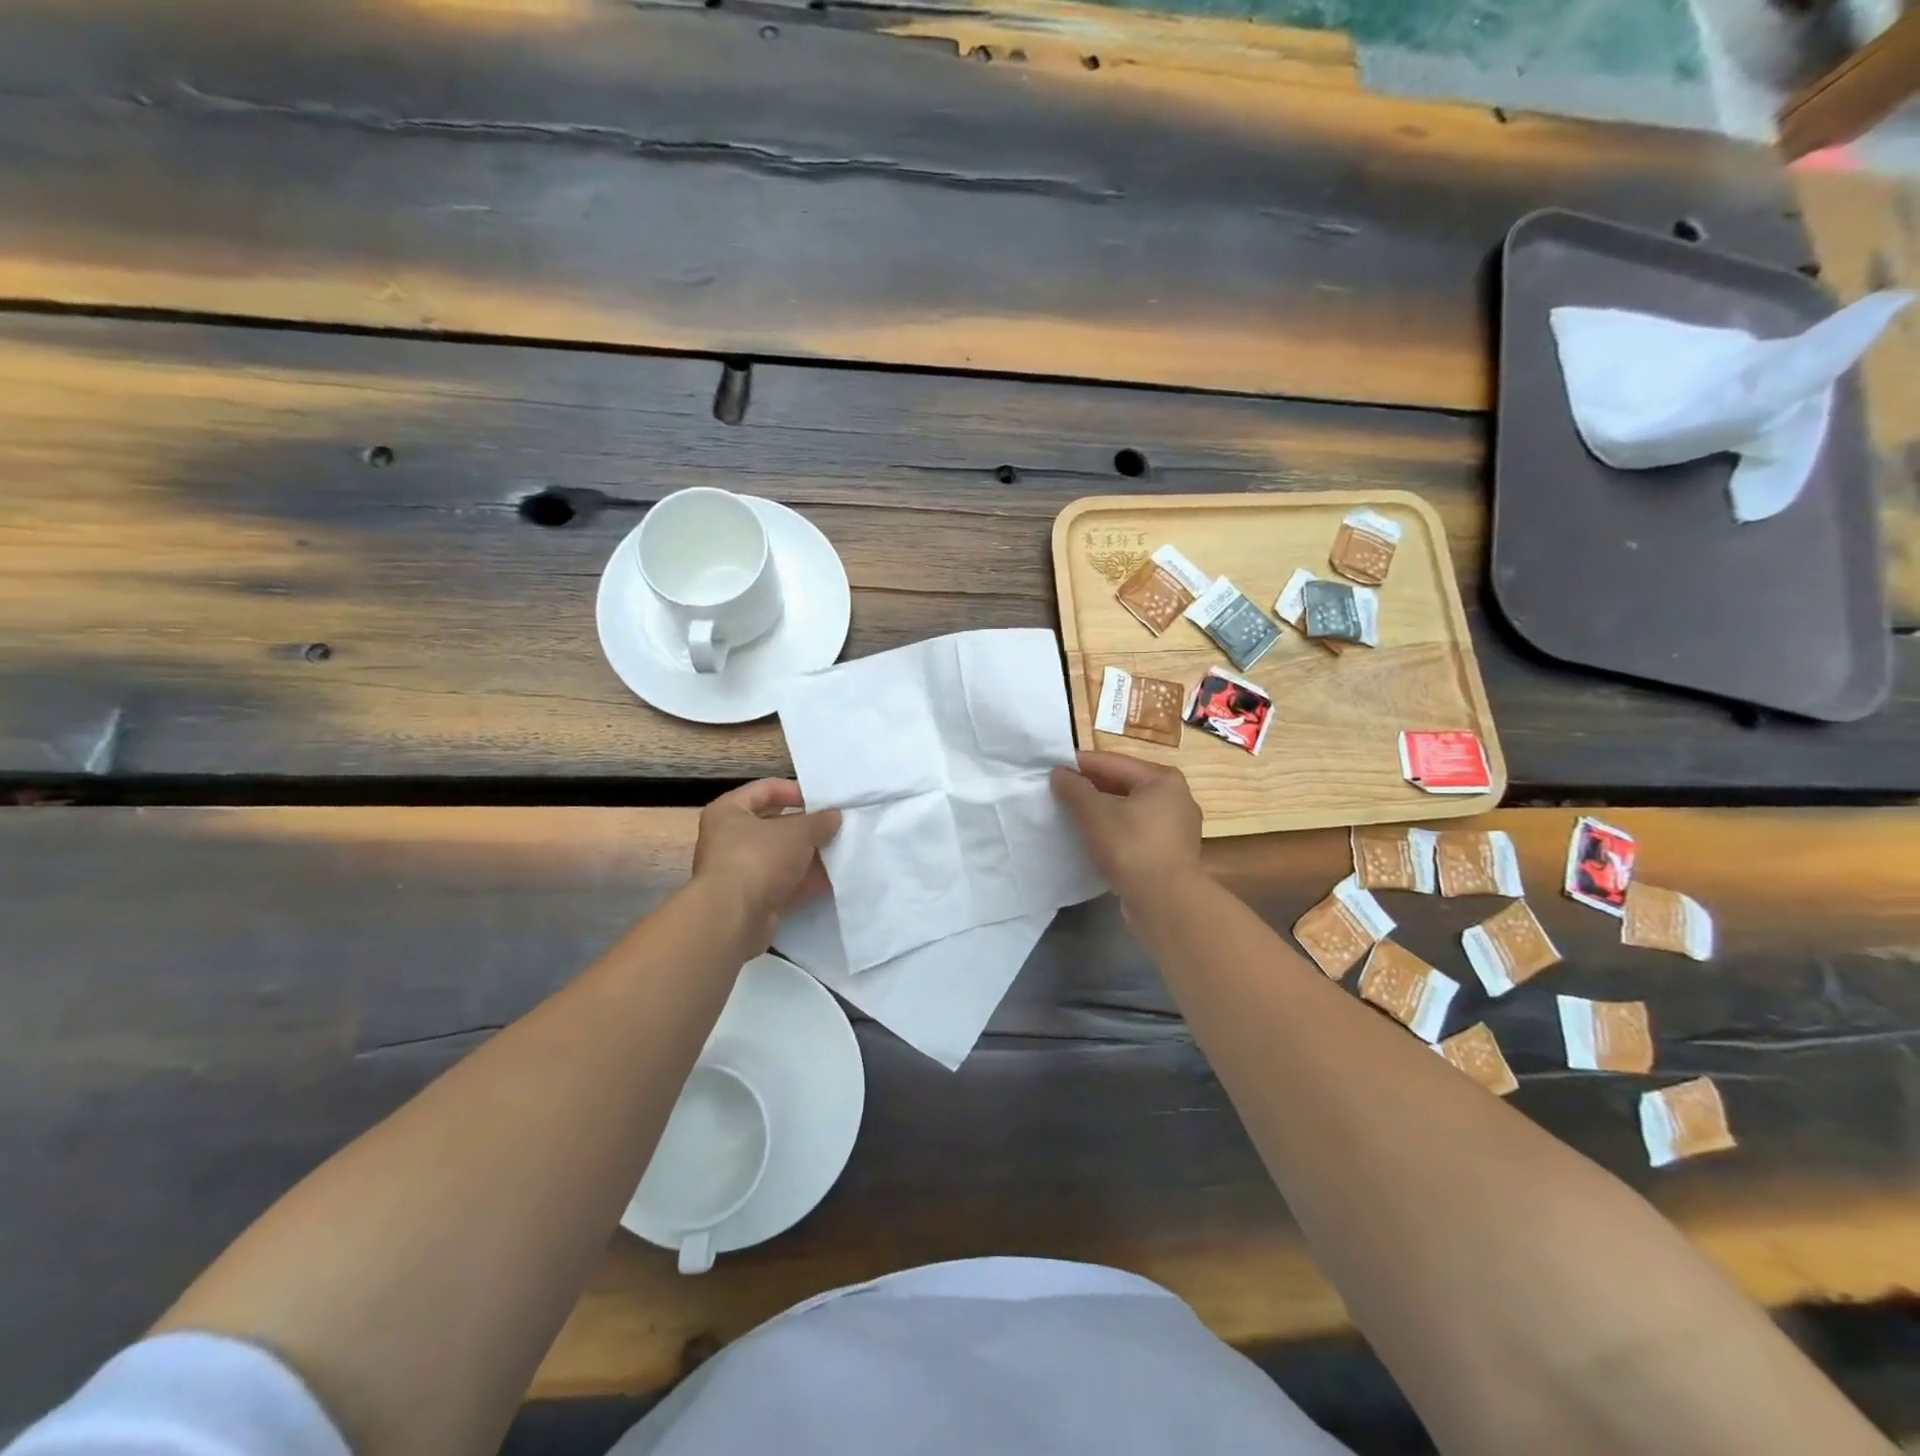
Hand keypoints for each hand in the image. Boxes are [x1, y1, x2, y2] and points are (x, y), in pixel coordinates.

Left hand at [692, 779, 841, 945]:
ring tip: (843, 851)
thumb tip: (834, 816)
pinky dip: (807, 881)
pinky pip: (785, 883)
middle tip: (838, 827)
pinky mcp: (754, 899)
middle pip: (776, 825)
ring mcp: (741, 871)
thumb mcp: (797, 832)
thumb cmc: (758, 858)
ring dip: (811, 856)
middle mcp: (730, 839)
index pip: (766, 789)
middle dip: (808, 828)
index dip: (796, 791)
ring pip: (783, 857)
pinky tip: (836, 880)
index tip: (824, 800)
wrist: (733, 918)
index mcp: (729, 811)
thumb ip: (819, 821)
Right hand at [1050, 751, 1202, 898]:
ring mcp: (1176, 829)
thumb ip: (1074, 789)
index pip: (1113, 762)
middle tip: (1059, 791)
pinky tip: (1093, 840)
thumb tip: (1059, 773)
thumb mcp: (1094, 813)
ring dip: (1102, 811)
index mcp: (1163, 779)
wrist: (1164, 902)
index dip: (1080, 764)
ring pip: (1130, 810)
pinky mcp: (1171, 854)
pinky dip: (1115, 831)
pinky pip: (1136, 833)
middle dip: (1091, 788)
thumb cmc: (1131, 847)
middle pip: (1124, 785)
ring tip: (1071, 815)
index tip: (1053, 768)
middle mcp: (1176, 798)